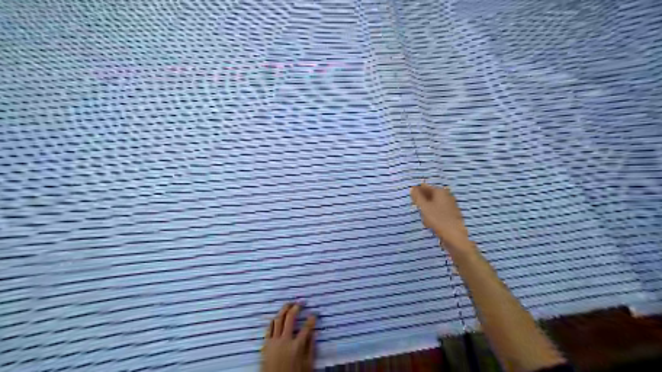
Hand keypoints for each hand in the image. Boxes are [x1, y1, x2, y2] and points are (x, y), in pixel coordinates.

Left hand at [262, 302, 316, 371]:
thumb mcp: (307, 365)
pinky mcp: (265, 344)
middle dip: (297, 307)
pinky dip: (274, 320)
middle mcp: (284, 341)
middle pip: (290, 318)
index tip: (314, 313)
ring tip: (289, 304)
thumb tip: (314, 333)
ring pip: (278, 319)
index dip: (312, 318)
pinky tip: (278, 316)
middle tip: (301, 302)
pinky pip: (269, 328)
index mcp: (297, 346)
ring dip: (284, 309)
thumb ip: (311, 348)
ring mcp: (273, 341)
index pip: (307, 327)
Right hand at [410, 183, 475, 253]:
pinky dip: (433, 214)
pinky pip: (438, 211)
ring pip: (434, 203)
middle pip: (430, 195)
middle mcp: (447, 196)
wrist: (454, 236)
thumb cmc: (438, 220)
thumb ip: (417, 197)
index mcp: (440, 191)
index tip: (410, 198)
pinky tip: (430, 222)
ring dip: (427, 208)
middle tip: (415, 207)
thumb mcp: (424, 207)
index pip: (425, 187)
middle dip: (422, 200)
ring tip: (422, 216)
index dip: (417, 191)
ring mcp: (450, 205)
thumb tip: (412, 188)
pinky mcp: (451, 214)